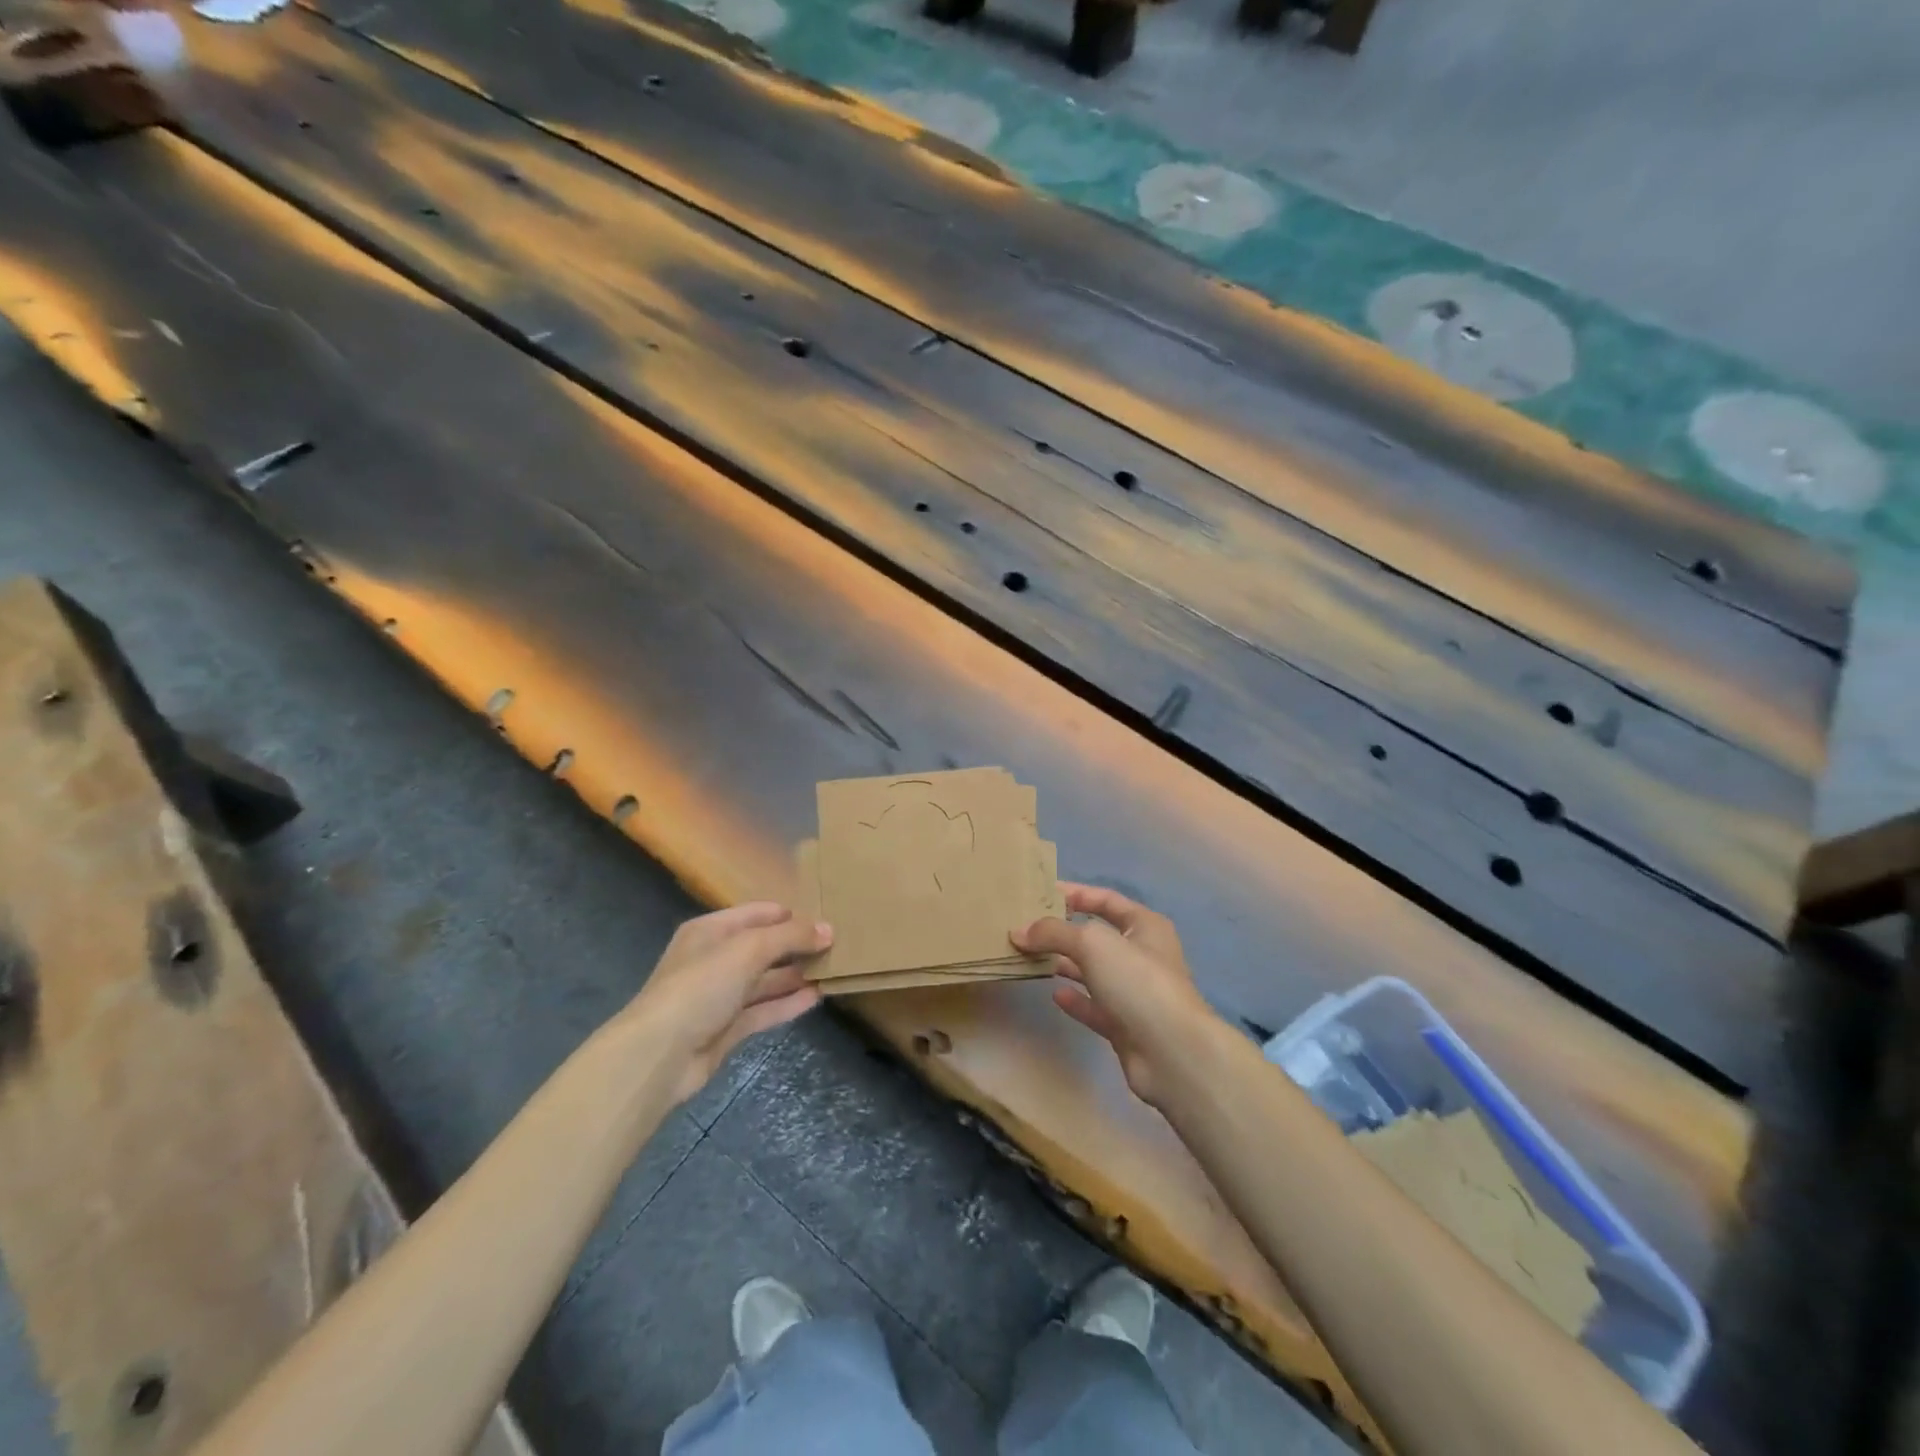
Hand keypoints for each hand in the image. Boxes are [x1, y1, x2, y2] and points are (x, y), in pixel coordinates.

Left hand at [622, 902, 829, 1104]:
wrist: (660, 1054)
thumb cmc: (701, 986)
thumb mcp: (748, 949)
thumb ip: (790, 936)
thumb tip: (829, 930)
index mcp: (711, 931)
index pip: (757, 914)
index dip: (790, 914)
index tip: (825, 918)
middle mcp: (714, 959)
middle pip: (762, 947)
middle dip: (796, 945)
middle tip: (836, 945)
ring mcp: (720, 996)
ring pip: (764, 980)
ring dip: (795, 975)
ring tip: (832, 970)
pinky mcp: (726, 1029)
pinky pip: (763, 1010)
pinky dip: (787, 1004)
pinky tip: (816, 998)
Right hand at [1011, 884, 1215, 1107]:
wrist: (1171, 1052)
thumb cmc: (1137, 980)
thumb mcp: (1093, 943)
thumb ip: (1054, 932)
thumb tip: (1019, 931)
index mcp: (1145, 926)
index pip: (1106, 899)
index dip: (1075, 893)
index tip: (1040, 894)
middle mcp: (1142, 955)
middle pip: (1097, 936)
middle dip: (1063, 932)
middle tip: (1026, 929)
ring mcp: (1135, 992)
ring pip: (1093, 971)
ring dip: (1065, 965)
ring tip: (1030, 959)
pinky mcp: (1126, 1025)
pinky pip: (1095, 1006)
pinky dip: (1076, 999)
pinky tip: (1055, 995)